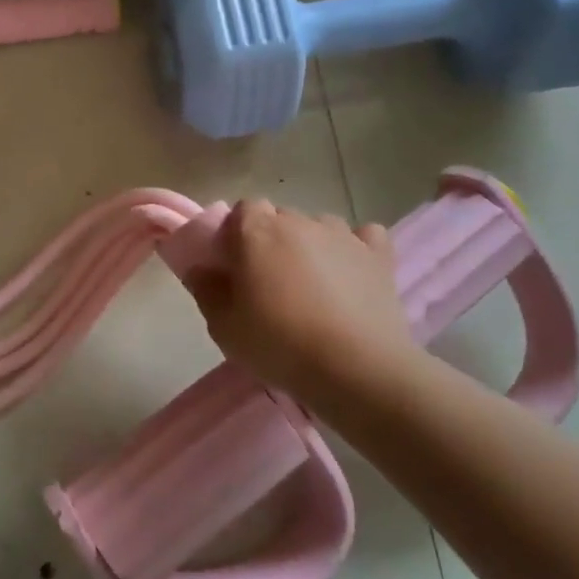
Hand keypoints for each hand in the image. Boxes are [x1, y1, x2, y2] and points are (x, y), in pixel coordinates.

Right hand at [184, 200, 427, 404]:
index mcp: (257, 231)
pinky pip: (364, 237)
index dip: (237, 232)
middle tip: (269, 280)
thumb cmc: (279, 344)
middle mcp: (300, 222)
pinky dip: (356, 249)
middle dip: (272, 240)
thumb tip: (200, 269)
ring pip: (319, 226)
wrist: (356, 368)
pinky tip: (351, 273)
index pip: (244, 209)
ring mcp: (343, 235)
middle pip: (280, 217)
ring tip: (312, 283)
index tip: (235, 264)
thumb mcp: (224, 326)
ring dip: (311, 245)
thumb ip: (206, 290)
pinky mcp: (378, 255)